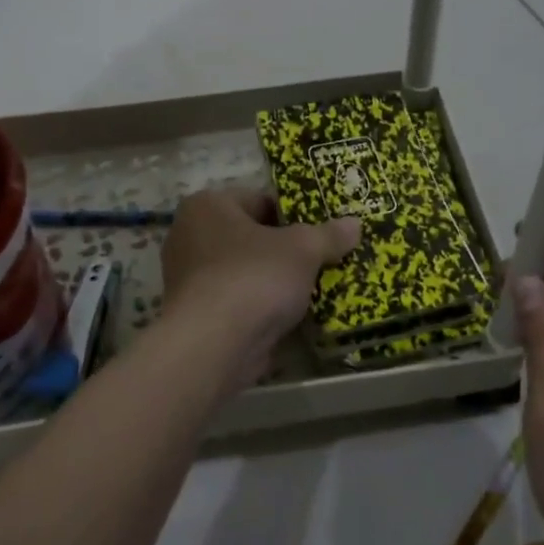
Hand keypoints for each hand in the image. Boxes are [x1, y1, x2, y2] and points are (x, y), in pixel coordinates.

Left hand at [159, 188, 359, 386]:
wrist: (214, 345)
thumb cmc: (254, 277)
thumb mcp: (303, 249)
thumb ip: (328, 235)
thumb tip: (355, 224)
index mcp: (207, 206)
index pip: (258, 200)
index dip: (293, 214)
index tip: (320, 231)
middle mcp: (189, 236)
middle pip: (251, 237)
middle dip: (285, 250)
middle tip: (321, 260)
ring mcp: (189, 279)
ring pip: (245, 271)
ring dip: (274, 281)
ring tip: (312, 290)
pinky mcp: (195, 316)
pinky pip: (237, 302)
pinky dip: (260, 307)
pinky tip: (290, 317)